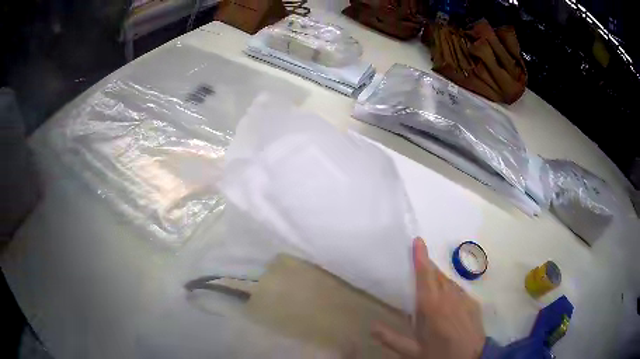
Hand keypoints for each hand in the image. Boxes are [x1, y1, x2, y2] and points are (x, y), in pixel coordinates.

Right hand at [372, 237, 485, 358]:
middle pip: (437, 275)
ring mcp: (464, 298)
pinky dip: (449, 288)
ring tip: (430, 280)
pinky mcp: (474, 303)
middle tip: (418, 262)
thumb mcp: (413, 351)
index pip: (425, 277)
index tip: (418, 240)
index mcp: (432, 307)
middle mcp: (450, 297)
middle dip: (427, 266)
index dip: (421, 257)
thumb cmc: (440, 354)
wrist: (472, 358)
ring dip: (438, 277)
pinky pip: (459, 289)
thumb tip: (371, 327)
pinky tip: (447, 298)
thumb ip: (391, 338)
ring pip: (449, 281)